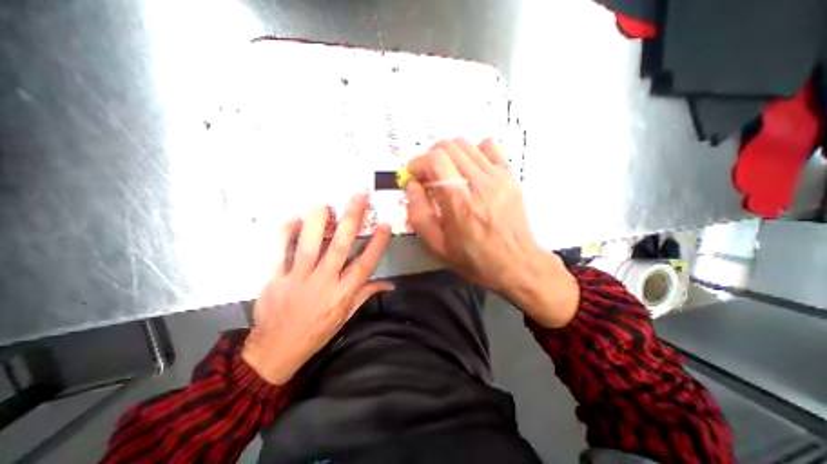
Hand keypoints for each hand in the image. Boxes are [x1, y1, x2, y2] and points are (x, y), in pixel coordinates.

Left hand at [241, 191, 390, 384]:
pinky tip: (292, 220)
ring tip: (324, 204)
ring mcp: (297, 280)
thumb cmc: (316, 332)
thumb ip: (366, 295)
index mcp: (342, 294)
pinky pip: (278, 253)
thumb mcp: (346, 316)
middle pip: (340, 248)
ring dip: (317, 222)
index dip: (376, 244)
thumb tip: (389, 284)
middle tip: (359, 197)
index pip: (365, 265)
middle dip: (351, 220)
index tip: (384, 224)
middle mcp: (323, 284)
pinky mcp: (274, 280)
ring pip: (309, 246)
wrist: (275, 352)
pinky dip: (284, 235)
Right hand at [406, 140, 576, 326]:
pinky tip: (471, 169)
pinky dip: (474, 152)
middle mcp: (480, 183)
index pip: (435, 160)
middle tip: (428, 177)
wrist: (516, 263)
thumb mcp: (437, 245)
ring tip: (448, 174)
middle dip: (431, 158)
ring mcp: (498, 176)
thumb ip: (418, 213)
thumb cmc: (474, 258)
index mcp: (460, 202)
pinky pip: (489, 146)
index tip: (413, 176)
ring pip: (466, 144)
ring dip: (449, 155)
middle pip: (449, 146)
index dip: (418, 163)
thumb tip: (412, 185)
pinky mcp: (510, 175)